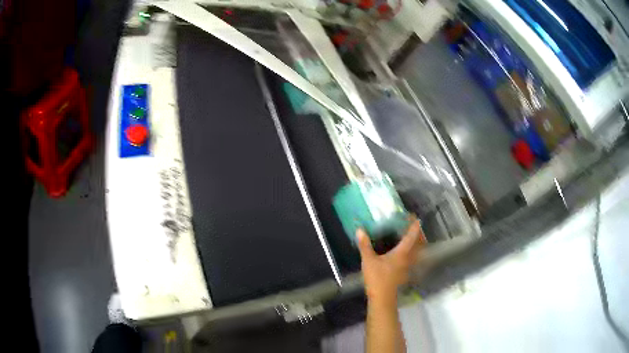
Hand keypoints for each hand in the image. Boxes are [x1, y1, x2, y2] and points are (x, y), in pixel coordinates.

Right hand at [357, 218, 424, 303]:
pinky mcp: (404, 273)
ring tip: (410, 237)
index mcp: (402, 253)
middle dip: (418, 234)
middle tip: (413, 226)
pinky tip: (403, 253)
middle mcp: (408, 258)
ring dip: (416, 243)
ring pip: (417, 252)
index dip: (414, 226)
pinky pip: (412, 258)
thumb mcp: (368, 261)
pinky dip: (412, 252)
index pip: (411, 236)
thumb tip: (360, 230)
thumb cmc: (377, 278)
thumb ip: (365, 245)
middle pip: (418, 244)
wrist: (382, 297)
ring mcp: (407, 267)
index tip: (414, 217)